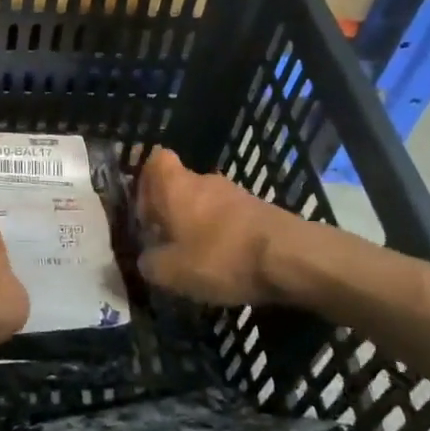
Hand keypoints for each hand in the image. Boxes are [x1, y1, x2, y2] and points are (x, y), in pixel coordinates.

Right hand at [136, 147, 291, 305]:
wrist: (289, 257)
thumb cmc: (220, 256)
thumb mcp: (171, 271)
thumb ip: (149, 263)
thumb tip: (144, 259)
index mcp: (175, 185)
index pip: (154, 159)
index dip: (144, 180)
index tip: (141, 208)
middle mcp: (202, 180)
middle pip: (178, 185)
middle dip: (170, 211)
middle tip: (163, 242)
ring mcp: (234, 193)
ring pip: (204, 202)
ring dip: (196, 225)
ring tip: (194, 259)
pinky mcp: (258, 209)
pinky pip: (227, 218)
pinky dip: (221, 235)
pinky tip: (224, 263)